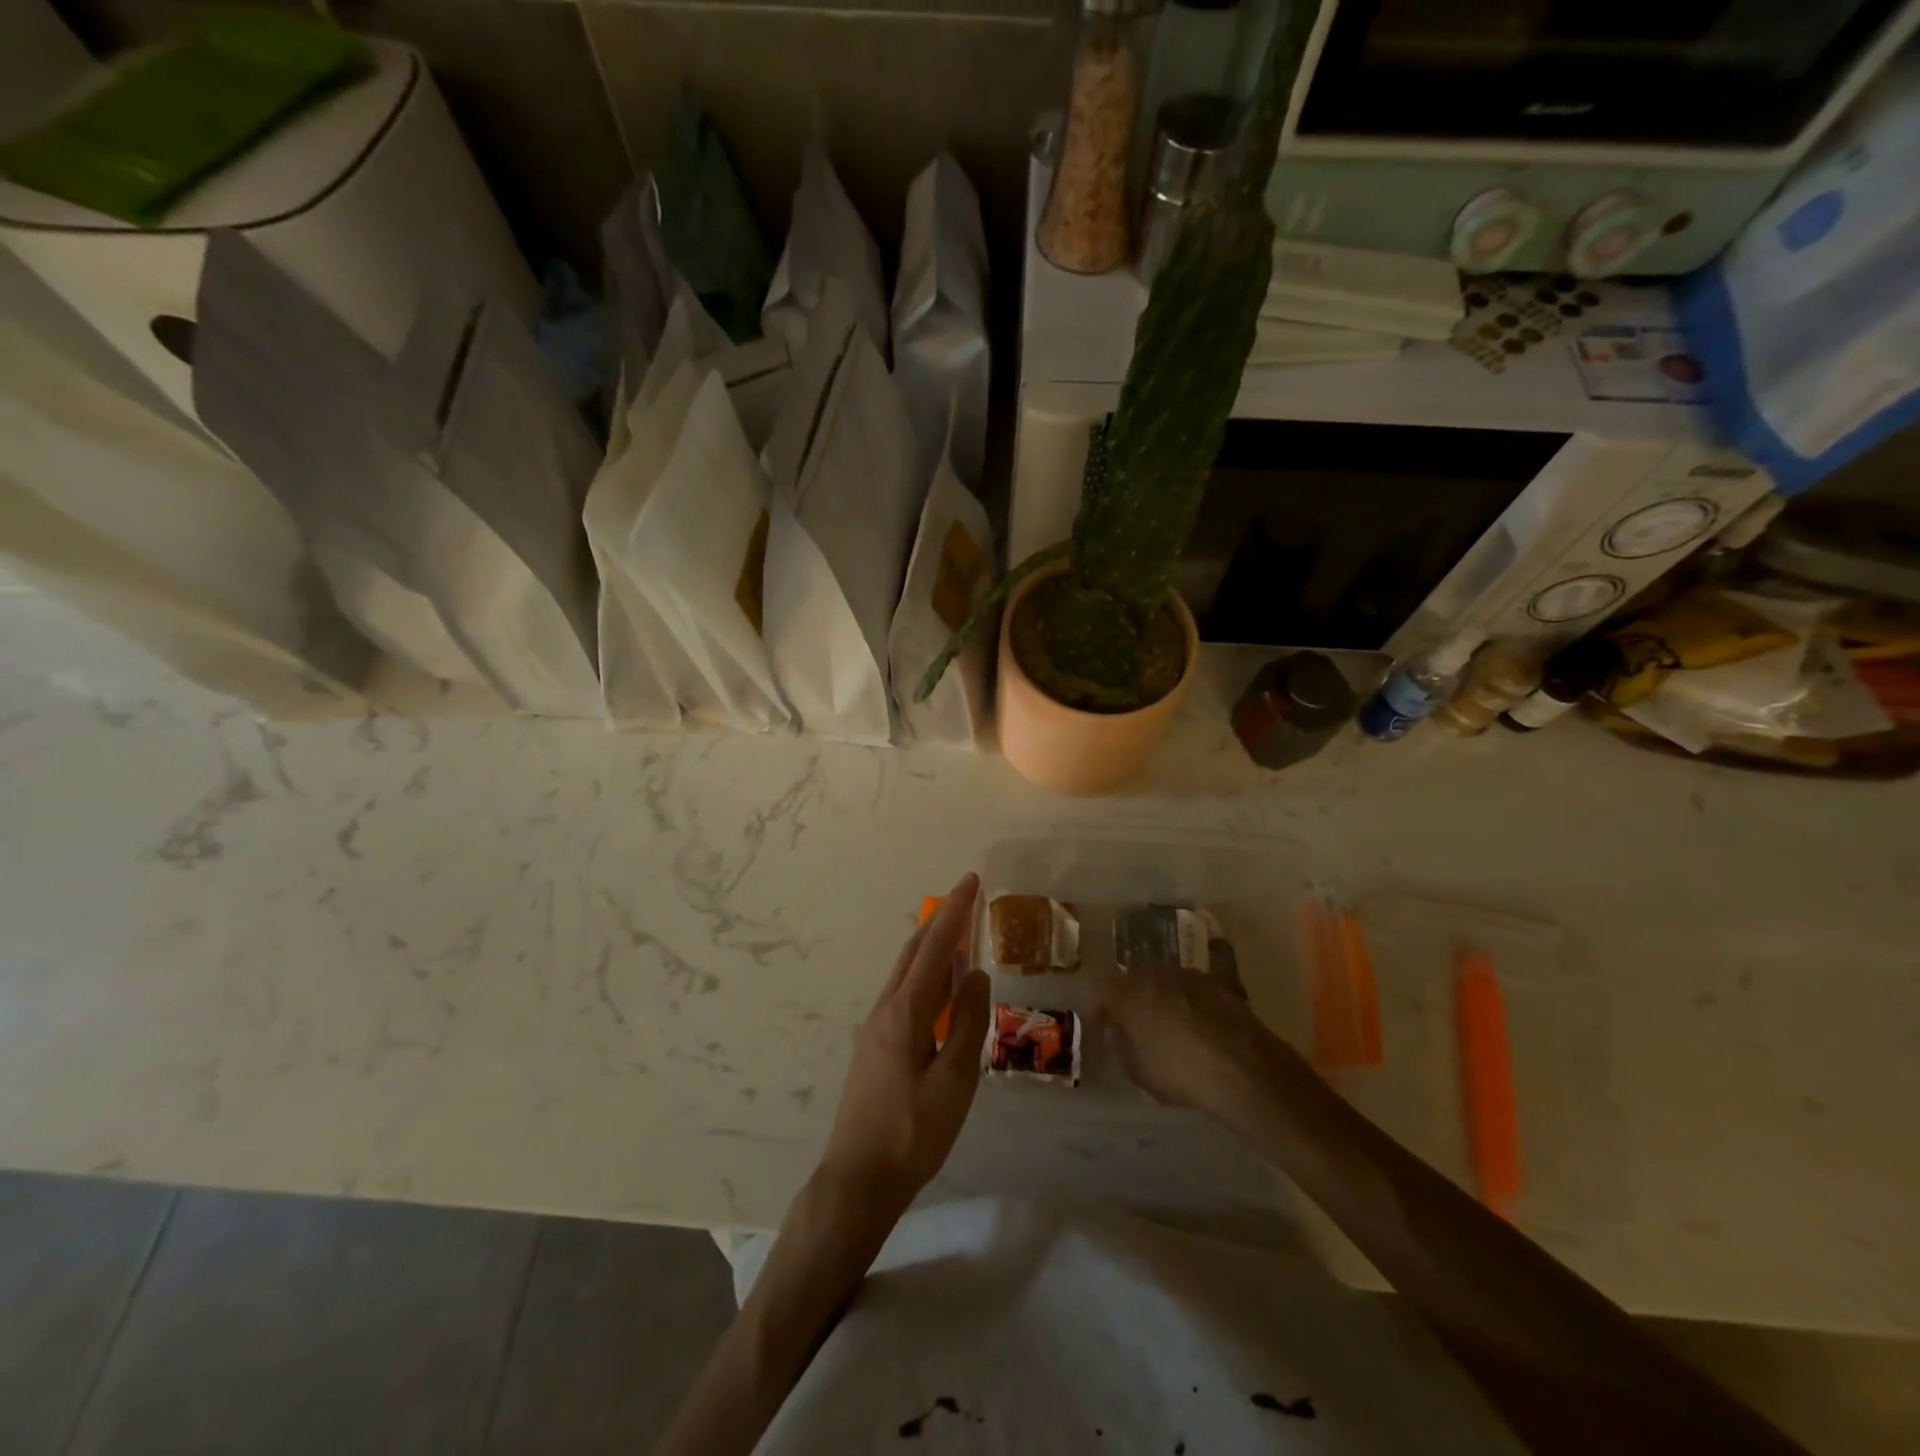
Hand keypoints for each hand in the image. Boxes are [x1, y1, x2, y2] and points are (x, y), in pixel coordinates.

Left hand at [818, 874, 989, 1223]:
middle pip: (914, 951)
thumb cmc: (914, 1132)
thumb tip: (976, 973)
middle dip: (940, 921)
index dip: (955, 912)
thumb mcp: (955, 1080)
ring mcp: (875, 1027)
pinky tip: (939, 990)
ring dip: (931, 947)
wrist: (858, 1178)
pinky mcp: (874, 1045)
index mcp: (905, 1011)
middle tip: (967, 899)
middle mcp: (886, 1008)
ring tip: (958, 936)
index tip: (971, 880)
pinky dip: (925, 974)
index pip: (935, 947)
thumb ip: (969, 1022)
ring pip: (906, 971)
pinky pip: (903, 992)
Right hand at [1094, 965, 1293, 1118]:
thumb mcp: (1138, 1071)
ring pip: (1166, 979)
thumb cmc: (1180, 1072)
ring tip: (1171, 1023)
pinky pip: (1193, 988)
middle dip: (1132, 996)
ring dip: (1163, 996)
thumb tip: (1115, 1028)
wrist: (1244, 1067)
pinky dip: (1191, 1001)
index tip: (1104, 1024)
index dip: (1100, 1006)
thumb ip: (1120, 1044)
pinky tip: (1200, 1025)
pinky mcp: (1218, 982)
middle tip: (1137, 1022)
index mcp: (1128, 993)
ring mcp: (1189, 975)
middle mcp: (1155, 974)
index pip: (1101, 987)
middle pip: (1134, 977)